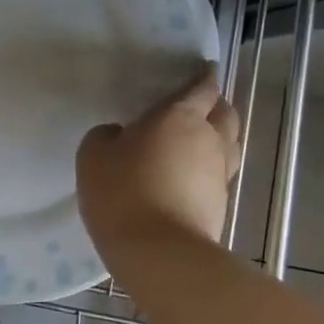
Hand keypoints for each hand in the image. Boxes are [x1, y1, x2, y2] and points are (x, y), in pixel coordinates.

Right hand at [76, 66, 240, 249]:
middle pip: (226, 114)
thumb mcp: (94, 156)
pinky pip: (219, 175)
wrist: (160, 254)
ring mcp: (219, 175)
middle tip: (201, 104)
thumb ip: (106, 136)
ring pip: (229, 145)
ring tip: (197, 140)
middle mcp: (209, 139)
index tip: (206, 68)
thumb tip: (119, 136)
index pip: (202, 87)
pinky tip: (188, 177)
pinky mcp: (220, 206)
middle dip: (217, 105)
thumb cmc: (123, 192)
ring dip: (218, 138)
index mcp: (180, 116)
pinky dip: (208, 169)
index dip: (204, 76)